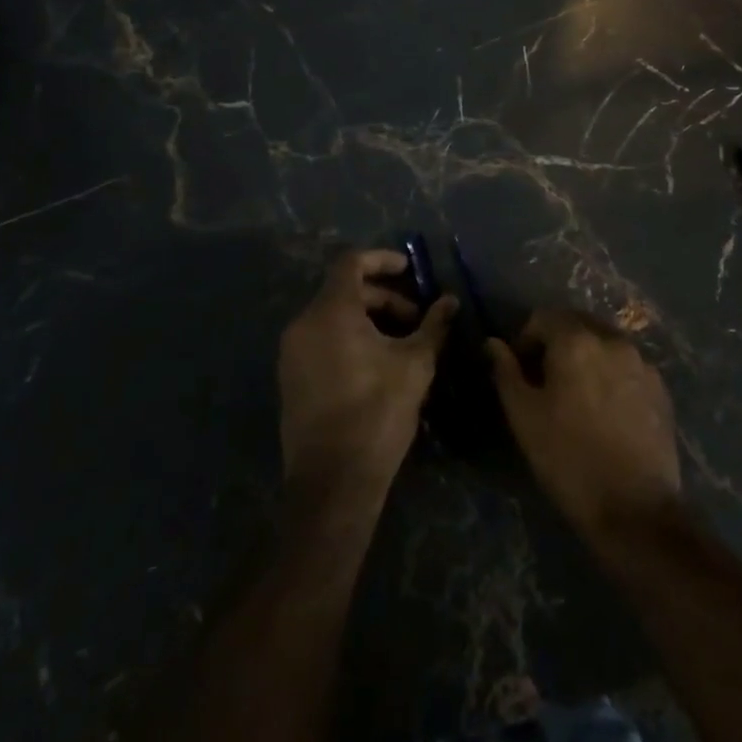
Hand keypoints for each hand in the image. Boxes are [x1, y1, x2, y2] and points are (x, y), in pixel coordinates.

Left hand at [278, 249, 455, 505]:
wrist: (333, 482)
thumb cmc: (377, 412)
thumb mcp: (415, 364)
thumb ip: (433, 325)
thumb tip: (451, 301)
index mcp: (331, 312)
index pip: (351, 263)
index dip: (382, 259)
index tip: (410, 269)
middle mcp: (304, 324)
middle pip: (344, 290)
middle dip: (383, 297)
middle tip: (415, 318)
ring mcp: (292, 353)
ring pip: (332, 316)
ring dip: (368, 318)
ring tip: (401, 342)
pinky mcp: (291, 378)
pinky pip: (321, 339)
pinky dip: (349, 337)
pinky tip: (377, 363)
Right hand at [485, 310, 681, 542]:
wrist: (635, 510)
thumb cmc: (569, 460)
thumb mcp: (524, 417)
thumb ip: (506, 372)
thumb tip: (493, 343)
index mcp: (576, 341)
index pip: (544, 316)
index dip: (526, 339)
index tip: (521, 371)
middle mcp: (612, 340)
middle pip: (577, 324)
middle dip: (557, 342)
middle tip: (546, 381)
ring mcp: (641, 362)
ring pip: (604, 343)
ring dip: (586, 356)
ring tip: (578, 395)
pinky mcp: (661, 387)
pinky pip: (627, 365)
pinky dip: (611, 373)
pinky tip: (606, 409)